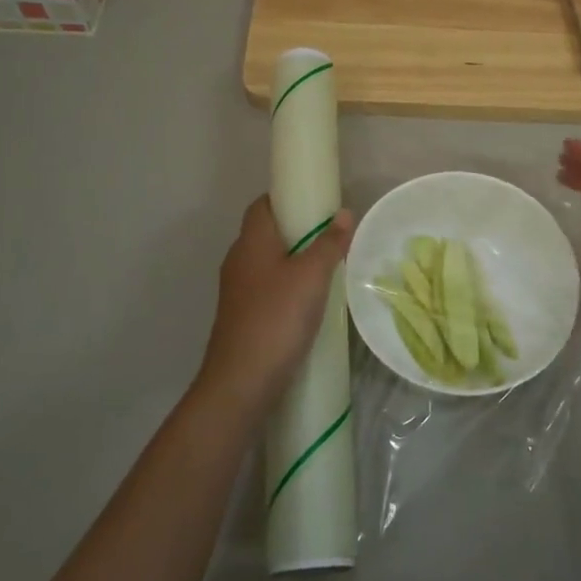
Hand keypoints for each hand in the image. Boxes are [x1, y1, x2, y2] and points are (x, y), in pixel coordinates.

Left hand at [198, 196, 352, 415]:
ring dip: (294, 262)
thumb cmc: (277, 318)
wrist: (241, 382)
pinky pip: (267, 289)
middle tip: (331, 237)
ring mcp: (237, 291)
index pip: (263, 204)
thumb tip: (343, 213)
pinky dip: (287, 287)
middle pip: (267, 233)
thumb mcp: (312, 276)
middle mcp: (239, 260)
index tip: (317, 204)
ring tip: (327, 269)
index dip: (288, 198)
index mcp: (251, 242)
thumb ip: (329, 243)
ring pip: (268, 263)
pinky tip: (310, 302)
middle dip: (297, 231)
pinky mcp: (242, 316)